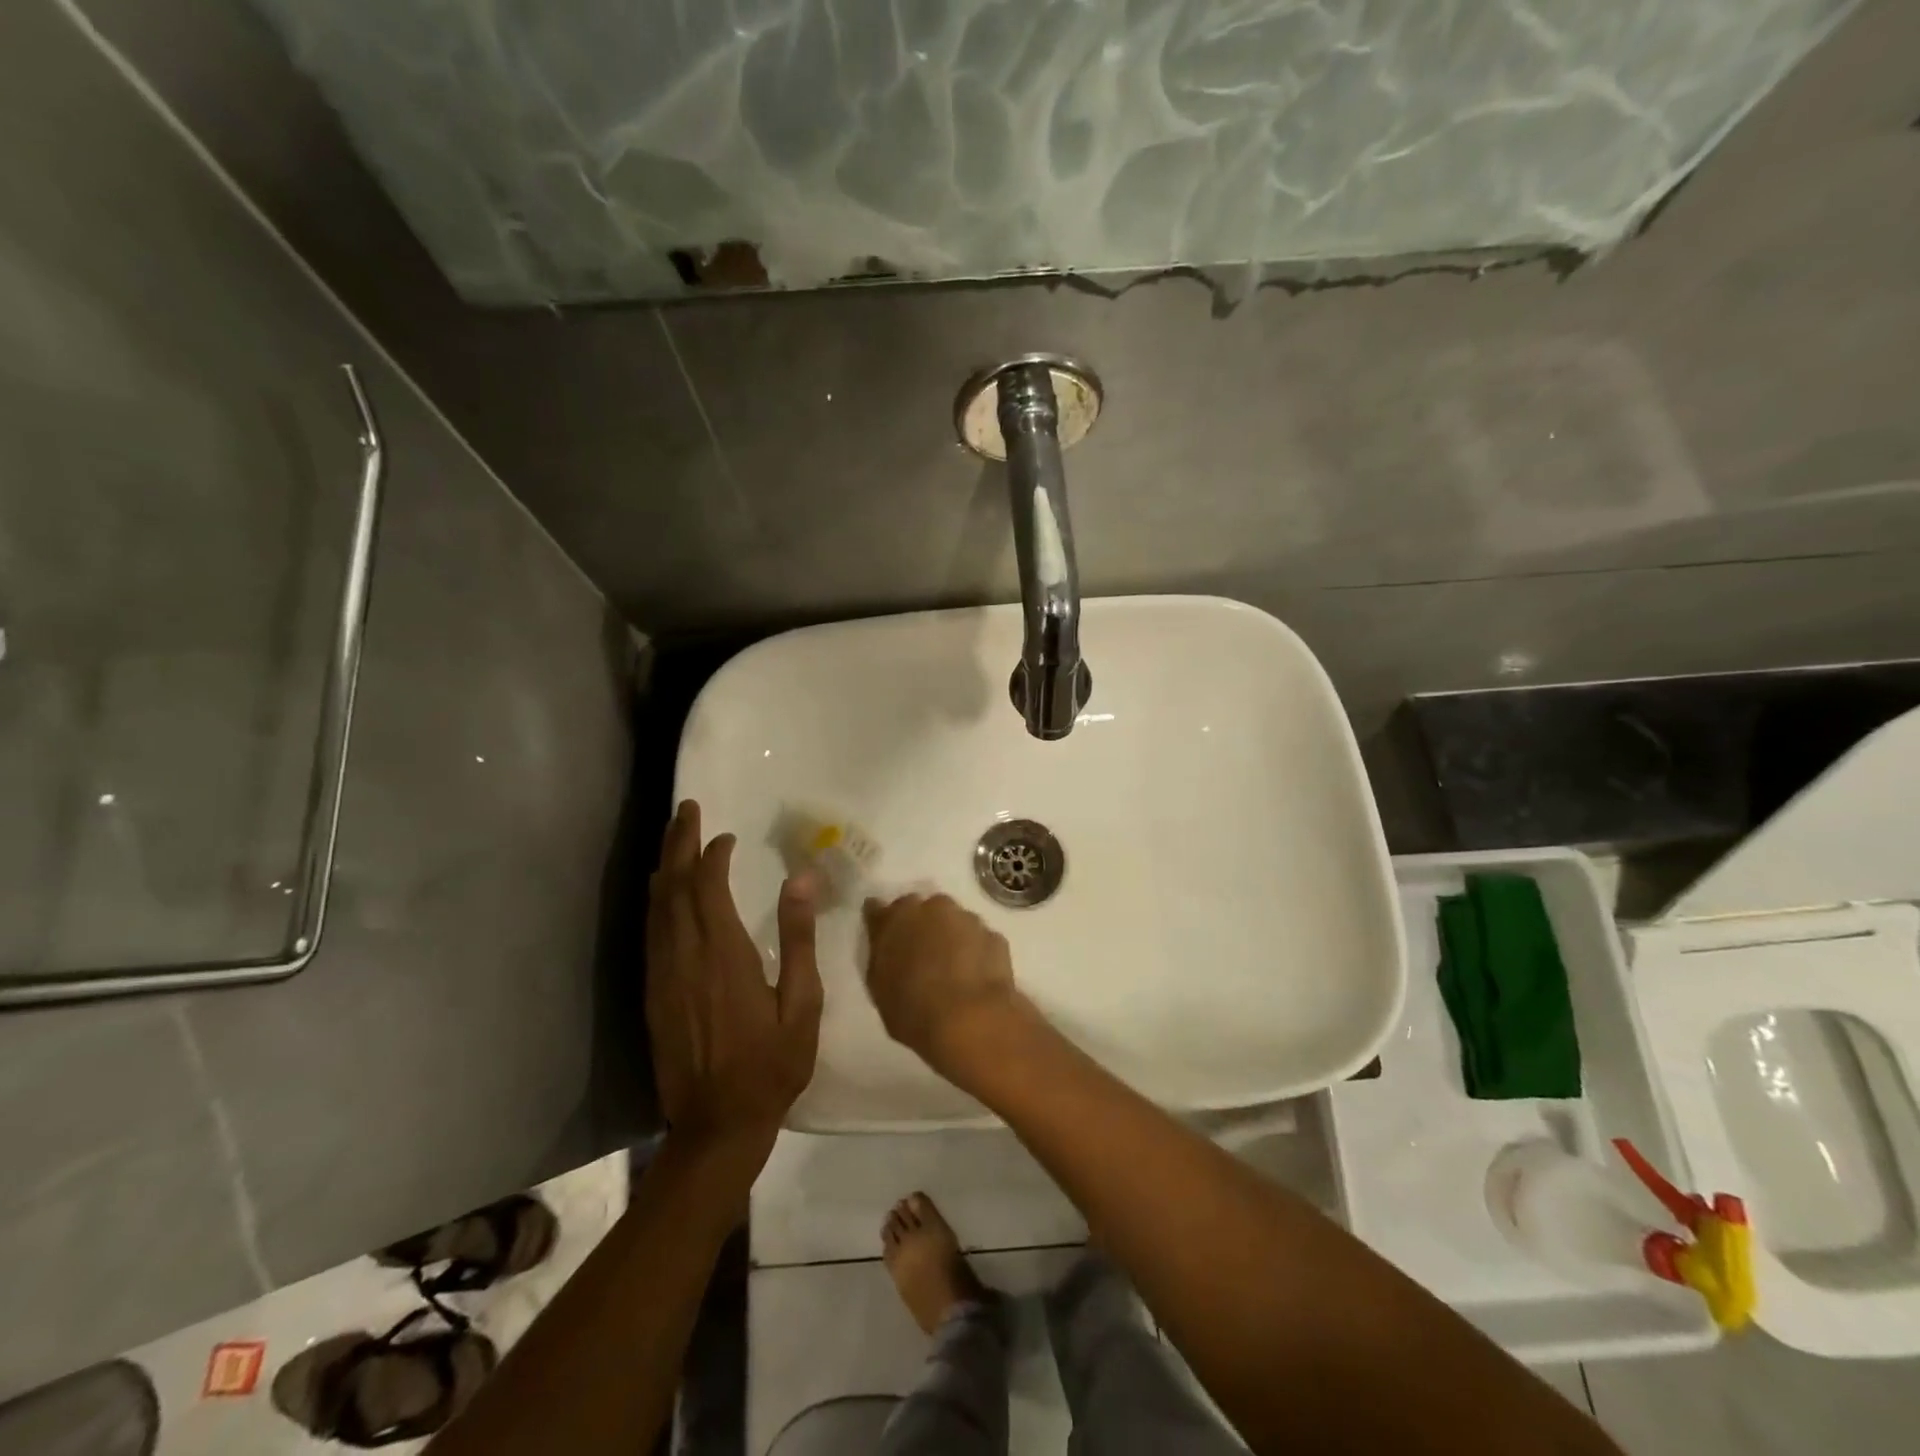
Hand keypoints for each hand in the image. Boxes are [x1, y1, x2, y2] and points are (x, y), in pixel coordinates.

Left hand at [646, 801, 822, 1158]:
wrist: (717, 1125)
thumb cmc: (771, 1065)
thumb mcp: (802, 1004)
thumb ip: (798, 939)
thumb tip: (801, 879)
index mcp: (723, 955)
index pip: (708, 887)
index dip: (714, 855)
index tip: (727, 836)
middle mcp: (685, 957)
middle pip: (674, 886)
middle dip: (679, 843)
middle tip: (686, 809)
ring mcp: (663, 976)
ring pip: (656, 907)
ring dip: (664, 866)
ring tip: (672, 836)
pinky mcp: (653, 994)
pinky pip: (650, 934)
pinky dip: (656, 902)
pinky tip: (662, 891)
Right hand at [862, 893, 1025, 1081]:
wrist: (971, 1019)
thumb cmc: (913, 1009)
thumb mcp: (880, 988)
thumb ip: (881, 956)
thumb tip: (884, 939)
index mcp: (895, 919)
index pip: (878, 909)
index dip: (882, 922)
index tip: (883, 935)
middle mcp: (931, 907)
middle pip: (921, 909)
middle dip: (919, 925)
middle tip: (920, 955)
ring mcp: (966, 918)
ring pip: (953, 921)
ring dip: (950, 936)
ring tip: (951, 969)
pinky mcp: (994, 935)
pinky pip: (978, 939)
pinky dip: (975, 951)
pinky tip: (974, 976)